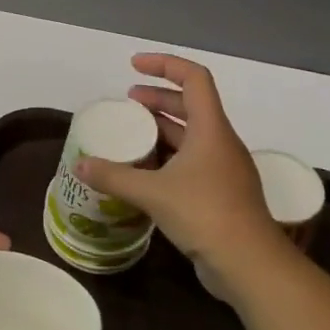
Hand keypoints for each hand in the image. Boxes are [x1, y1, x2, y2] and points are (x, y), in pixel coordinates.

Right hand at [75, 53, 286, 294]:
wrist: (250, 264)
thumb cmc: (205, 214)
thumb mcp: (152, 192)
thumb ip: (113, 176)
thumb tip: (79, 164)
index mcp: (211, 130)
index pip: (194, 79)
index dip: (165, 65)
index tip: (134, 66)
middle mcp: (220, 143)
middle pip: (191, 105)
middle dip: (159, 97)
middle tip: (128, 101)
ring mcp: (224, 169)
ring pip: (192, 135)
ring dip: (163, 127)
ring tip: (133, 132)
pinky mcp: (221, 194)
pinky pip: (192, 162)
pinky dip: (168, 156)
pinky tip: (146, 171)